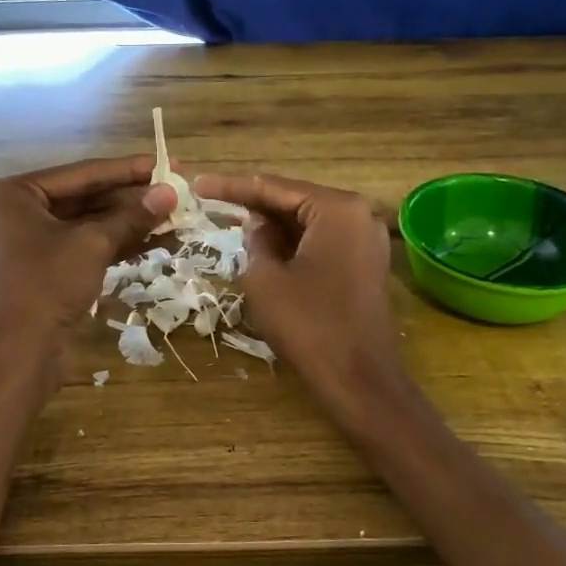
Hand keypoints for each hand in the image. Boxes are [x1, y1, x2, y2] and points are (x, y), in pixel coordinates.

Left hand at [0, 157, 176, 390]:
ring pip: (87, 226)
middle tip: (175, 193)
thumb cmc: (45, 285)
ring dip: (129, 224)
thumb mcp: (92, 244)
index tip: (167, 164)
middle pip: (85, 199)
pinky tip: (154, 242)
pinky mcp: (44, 273)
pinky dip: (116, 246)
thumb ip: (131, 216)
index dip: (128, 170)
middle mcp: (17, 213)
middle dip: (131, 200)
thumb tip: (170, 192)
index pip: (82, 173)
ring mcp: (29, 245)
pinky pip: (84, 249)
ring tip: (173, 218)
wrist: (17, 354)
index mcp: (15, 193)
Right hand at [194, 171, 403, 409]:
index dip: (233, 187)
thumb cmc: (308, 326)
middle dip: (255, 204)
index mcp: (337, 209)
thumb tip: (257, 224)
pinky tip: (267, 249)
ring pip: (309, 222)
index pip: (275, 187)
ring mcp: (367, 241)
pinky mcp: (366, 265)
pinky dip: (294, 244)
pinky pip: (323, 242)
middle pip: (296, 200)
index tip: (198, 185)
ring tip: (233, 224)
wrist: (359, 379)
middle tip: (214, 204)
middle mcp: (359, 215)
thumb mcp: (265, 279)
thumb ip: (255, 240)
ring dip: (274, 226)